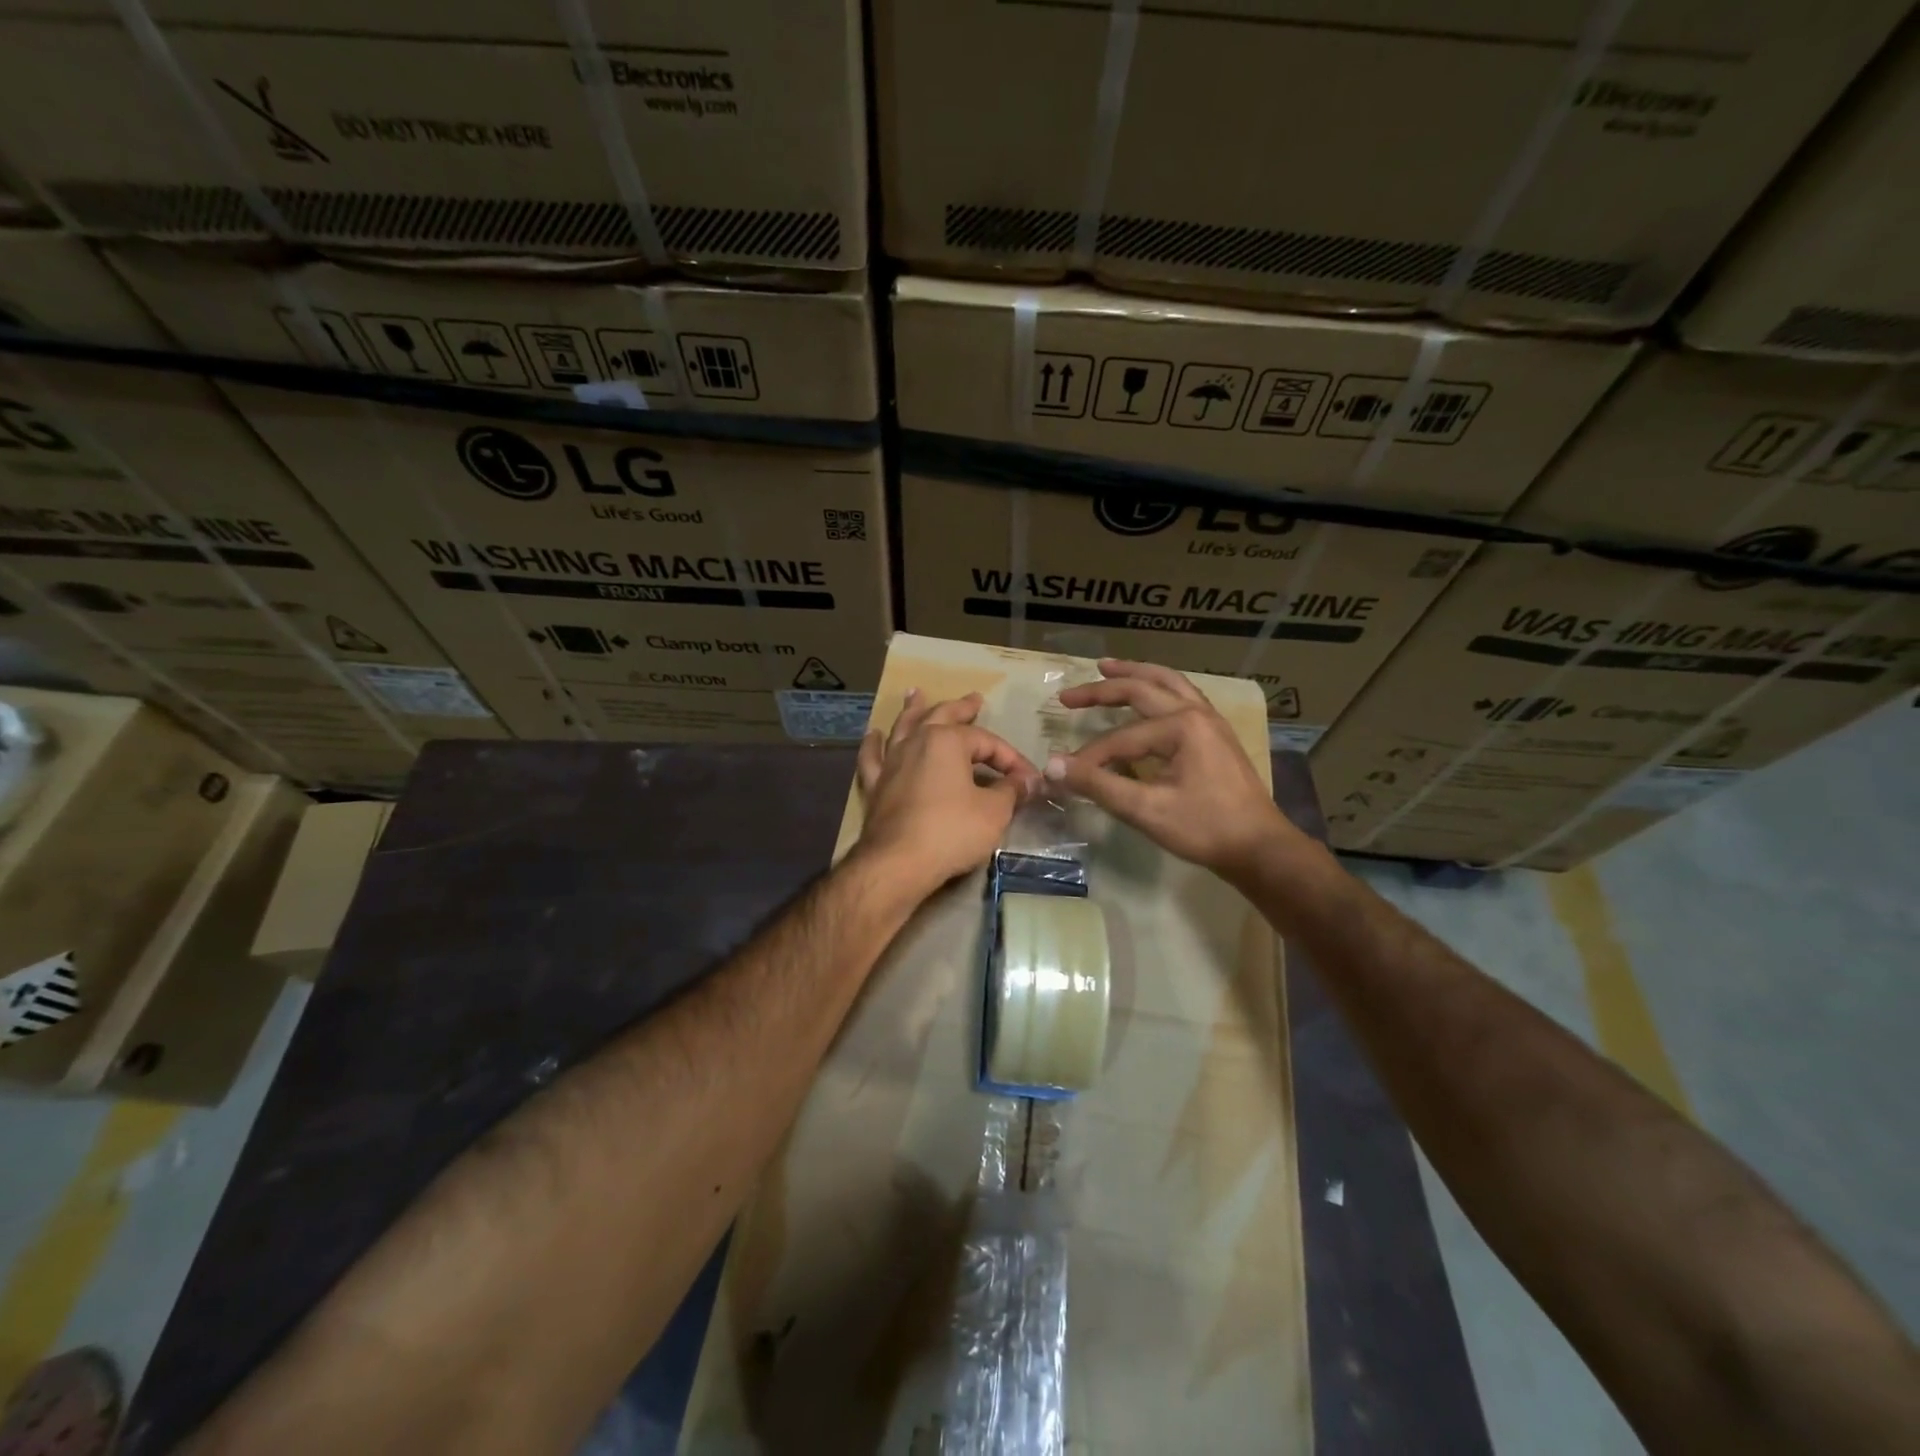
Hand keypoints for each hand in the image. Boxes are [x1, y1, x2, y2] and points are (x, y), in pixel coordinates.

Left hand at [856, 690, 1041, 896]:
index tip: (1029, 780)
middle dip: (961, 708)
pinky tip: (874, 735)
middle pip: (942, 717)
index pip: (987, 742)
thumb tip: (1028, 781)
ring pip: (903, 728)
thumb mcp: (994, 812)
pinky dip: (873, 745)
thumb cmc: (951, 832)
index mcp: (947, 741)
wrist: (898, 863)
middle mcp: (916, 742)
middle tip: (973, 699)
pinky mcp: (875, 786)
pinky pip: (873, 758)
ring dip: (913, 710)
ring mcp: (891, 762)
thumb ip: (1011, 791)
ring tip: (916, 694)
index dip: (1012, 759)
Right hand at [1046, 660, 1305, 879]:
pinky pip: (1182, 696)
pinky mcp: (1216, 734)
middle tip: (1067, 695)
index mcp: (1181, 726)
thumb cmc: (1205, 828)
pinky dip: (1158, 687)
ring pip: (1167, 683)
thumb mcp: (1146, 810)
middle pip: (1142, 689)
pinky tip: (1149, 693)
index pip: (1120, 737)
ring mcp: (1210, 721)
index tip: (1065, 775)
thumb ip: (1098, 785)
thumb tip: (1053, 767)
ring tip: (1106, 666)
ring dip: (1135, 674)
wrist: (1259, 848)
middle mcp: (1196, 712)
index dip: (1089, 757)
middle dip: (1102, 690)